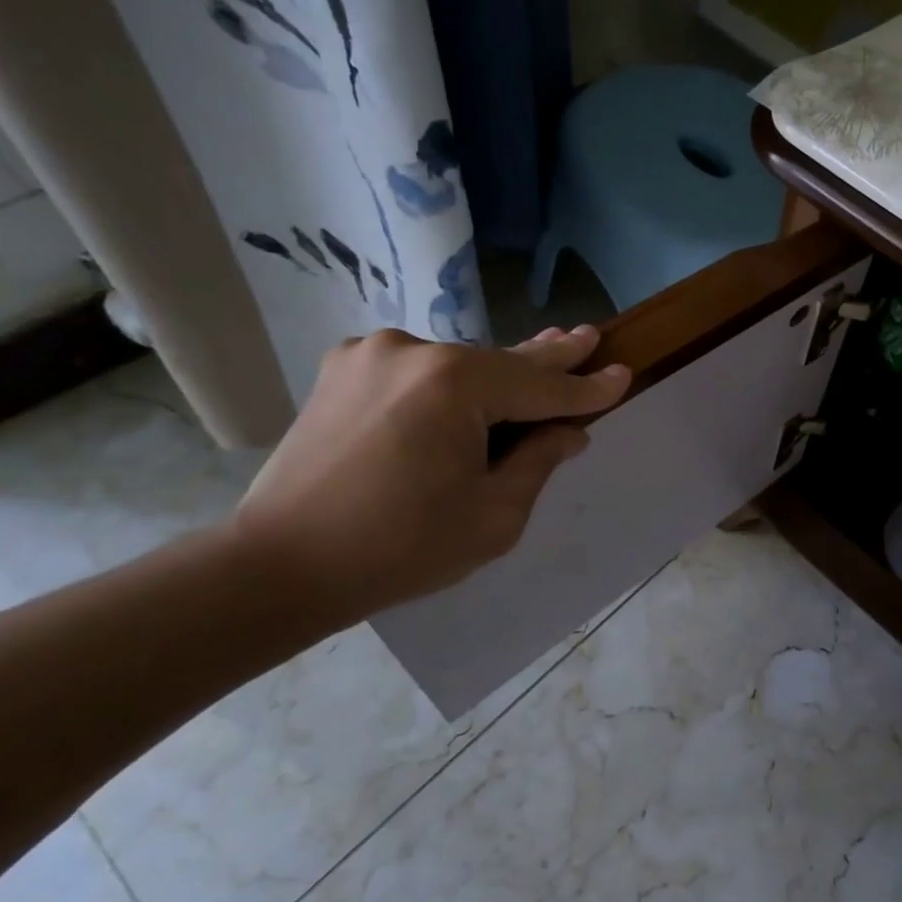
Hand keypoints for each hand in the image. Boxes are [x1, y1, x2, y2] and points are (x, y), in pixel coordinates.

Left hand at [230, 326, 629, 626]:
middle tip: (588, 335)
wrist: (278, 566)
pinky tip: (466, 394)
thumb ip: (537, 462)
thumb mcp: (492, 517)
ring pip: (459, 365)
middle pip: (503, 360)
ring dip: (497, 375)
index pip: (542, 386)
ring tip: (540, 359)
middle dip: (551, 355)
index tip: (623, 372)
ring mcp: (372, 354)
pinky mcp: (343, 369)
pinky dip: (449, 383)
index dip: (587, 388)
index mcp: (455, 384)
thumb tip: (567, 431)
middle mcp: (415, 351)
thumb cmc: (399, 549)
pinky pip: (418, 371)